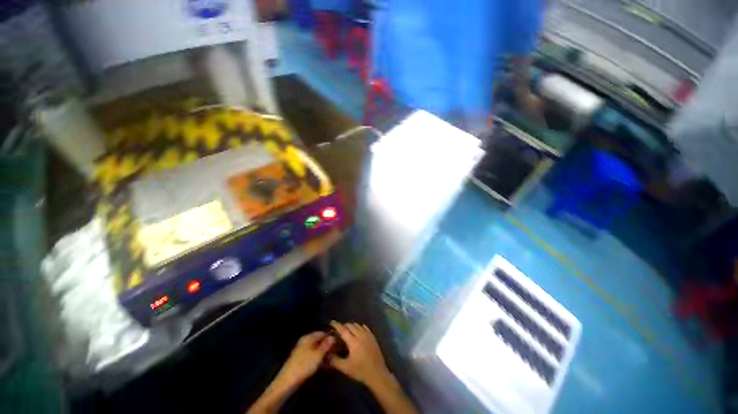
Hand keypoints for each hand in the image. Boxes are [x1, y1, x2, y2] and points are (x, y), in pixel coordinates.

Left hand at [276, 332, 334, 386]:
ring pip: (316, 349)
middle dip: (327, 346)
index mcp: (308, 337)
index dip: (330, 337)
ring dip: (323, 353)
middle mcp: (304, 342)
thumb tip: (333, 337)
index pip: (322, 333)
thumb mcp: (318, 355)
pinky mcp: (300, 360)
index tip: (338, 343)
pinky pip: (312, 356)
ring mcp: (301, 351)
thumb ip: (326, 345)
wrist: (287, 382)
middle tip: (336, 352)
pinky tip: (323, 365)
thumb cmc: (304, 366)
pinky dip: (318, 358)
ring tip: (331, 359)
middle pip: (319, 341)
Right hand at [328, 321, 391, 388]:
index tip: (331, 322)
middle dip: (344, 326)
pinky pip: (365, 327)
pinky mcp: (372, 337)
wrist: (377, 373)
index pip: (343, 330)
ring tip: (347, 331)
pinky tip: (357, 331)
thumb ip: (335, 360)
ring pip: (357, 325)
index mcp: (353, 341)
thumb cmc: (360, 371)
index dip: (337, 325)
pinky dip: (359, 327)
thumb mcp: (345, 368)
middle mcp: (360, 335)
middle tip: (338, 330)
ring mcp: (367, 335)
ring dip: (351, 326)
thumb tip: (326, 355)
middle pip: (350, 325)